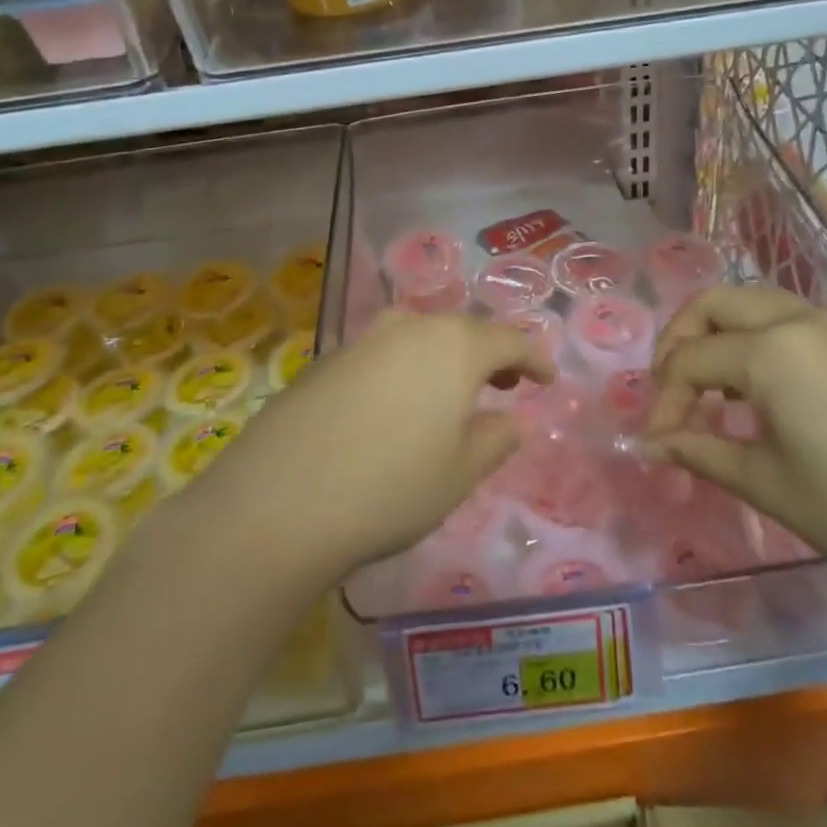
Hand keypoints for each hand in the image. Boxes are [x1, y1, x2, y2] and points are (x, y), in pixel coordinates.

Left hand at [202, 312, 555, 578]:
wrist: (279, 499)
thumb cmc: (390, 487)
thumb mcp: (459, 473)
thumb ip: (495, 439)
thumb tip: (512, 420)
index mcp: (454, 346)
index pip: (509, 340)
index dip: (533, 357)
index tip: (547, 378)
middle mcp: (410, 328)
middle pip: (462, 330)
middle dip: (489, 353)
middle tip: (503, 383)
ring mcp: (363, 339)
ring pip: (420, 336)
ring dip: (444, 357)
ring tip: (452, 391)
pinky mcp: (327, 359)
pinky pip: (383, 353)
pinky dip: (405, 368)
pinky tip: (397, 404)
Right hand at [648, 286, 826, 602]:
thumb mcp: (767, 484)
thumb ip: (700, 452)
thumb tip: (649, 443)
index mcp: (771, 351)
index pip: (691, 361)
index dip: (665, 402)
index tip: (659, 443)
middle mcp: (799, 320)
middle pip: (714, 304)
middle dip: (679, 340)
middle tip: (670, 389)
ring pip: (753, 302)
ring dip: (718, 332)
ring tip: (710, 384)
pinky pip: (788, 318)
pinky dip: (755, 337)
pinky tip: (761, 386)